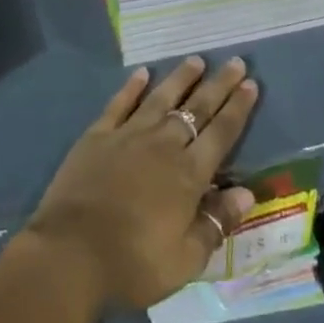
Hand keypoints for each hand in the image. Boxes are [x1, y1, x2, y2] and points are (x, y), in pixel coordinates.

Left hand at [23, 58, 258, 310]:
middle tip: (235, 62)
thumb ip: (216, 223)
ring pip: (161, 98)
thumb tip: (247, 193)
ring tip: (196, 60)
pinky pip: (120, 103)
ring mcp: (128, 135)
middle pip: (196, 109)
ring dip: (180, 78)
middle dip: (218, 85)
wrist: (72, 252)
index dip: (237, 108)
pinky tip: (142, 72)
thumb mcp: (186, 260)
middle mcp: (162, 145)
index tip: (251, 84)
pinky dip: (132, 86)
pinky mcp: (98, 135)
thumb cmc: (134, 263)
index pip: (221, 134)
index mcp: (188, 175)